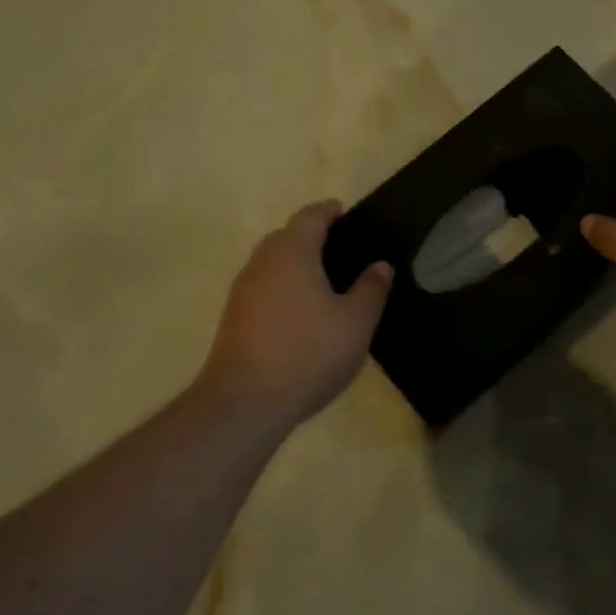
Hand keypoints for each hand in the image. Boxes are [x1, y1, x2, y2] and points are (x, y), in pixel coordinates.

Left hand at [197, 200, 393, 426]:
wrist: (245, 403)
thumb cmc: (308, 353)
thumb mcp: (356, 322)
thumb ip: (371, 289)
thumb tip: (380, 265)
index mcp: (292, 252)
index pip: (310, 217)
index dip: (329, 211)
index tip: (346, 212)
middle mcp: (262, 262)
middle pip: (287, 236)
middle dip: (312, 236)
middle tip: (342, 249)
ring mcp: (243, 291)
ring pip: (272, 263)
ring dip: (296, 263)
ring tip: (326, 281)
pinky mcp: (234, 318)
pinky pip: (264, 288)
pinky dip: (284, 287)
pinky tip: (303, 312)